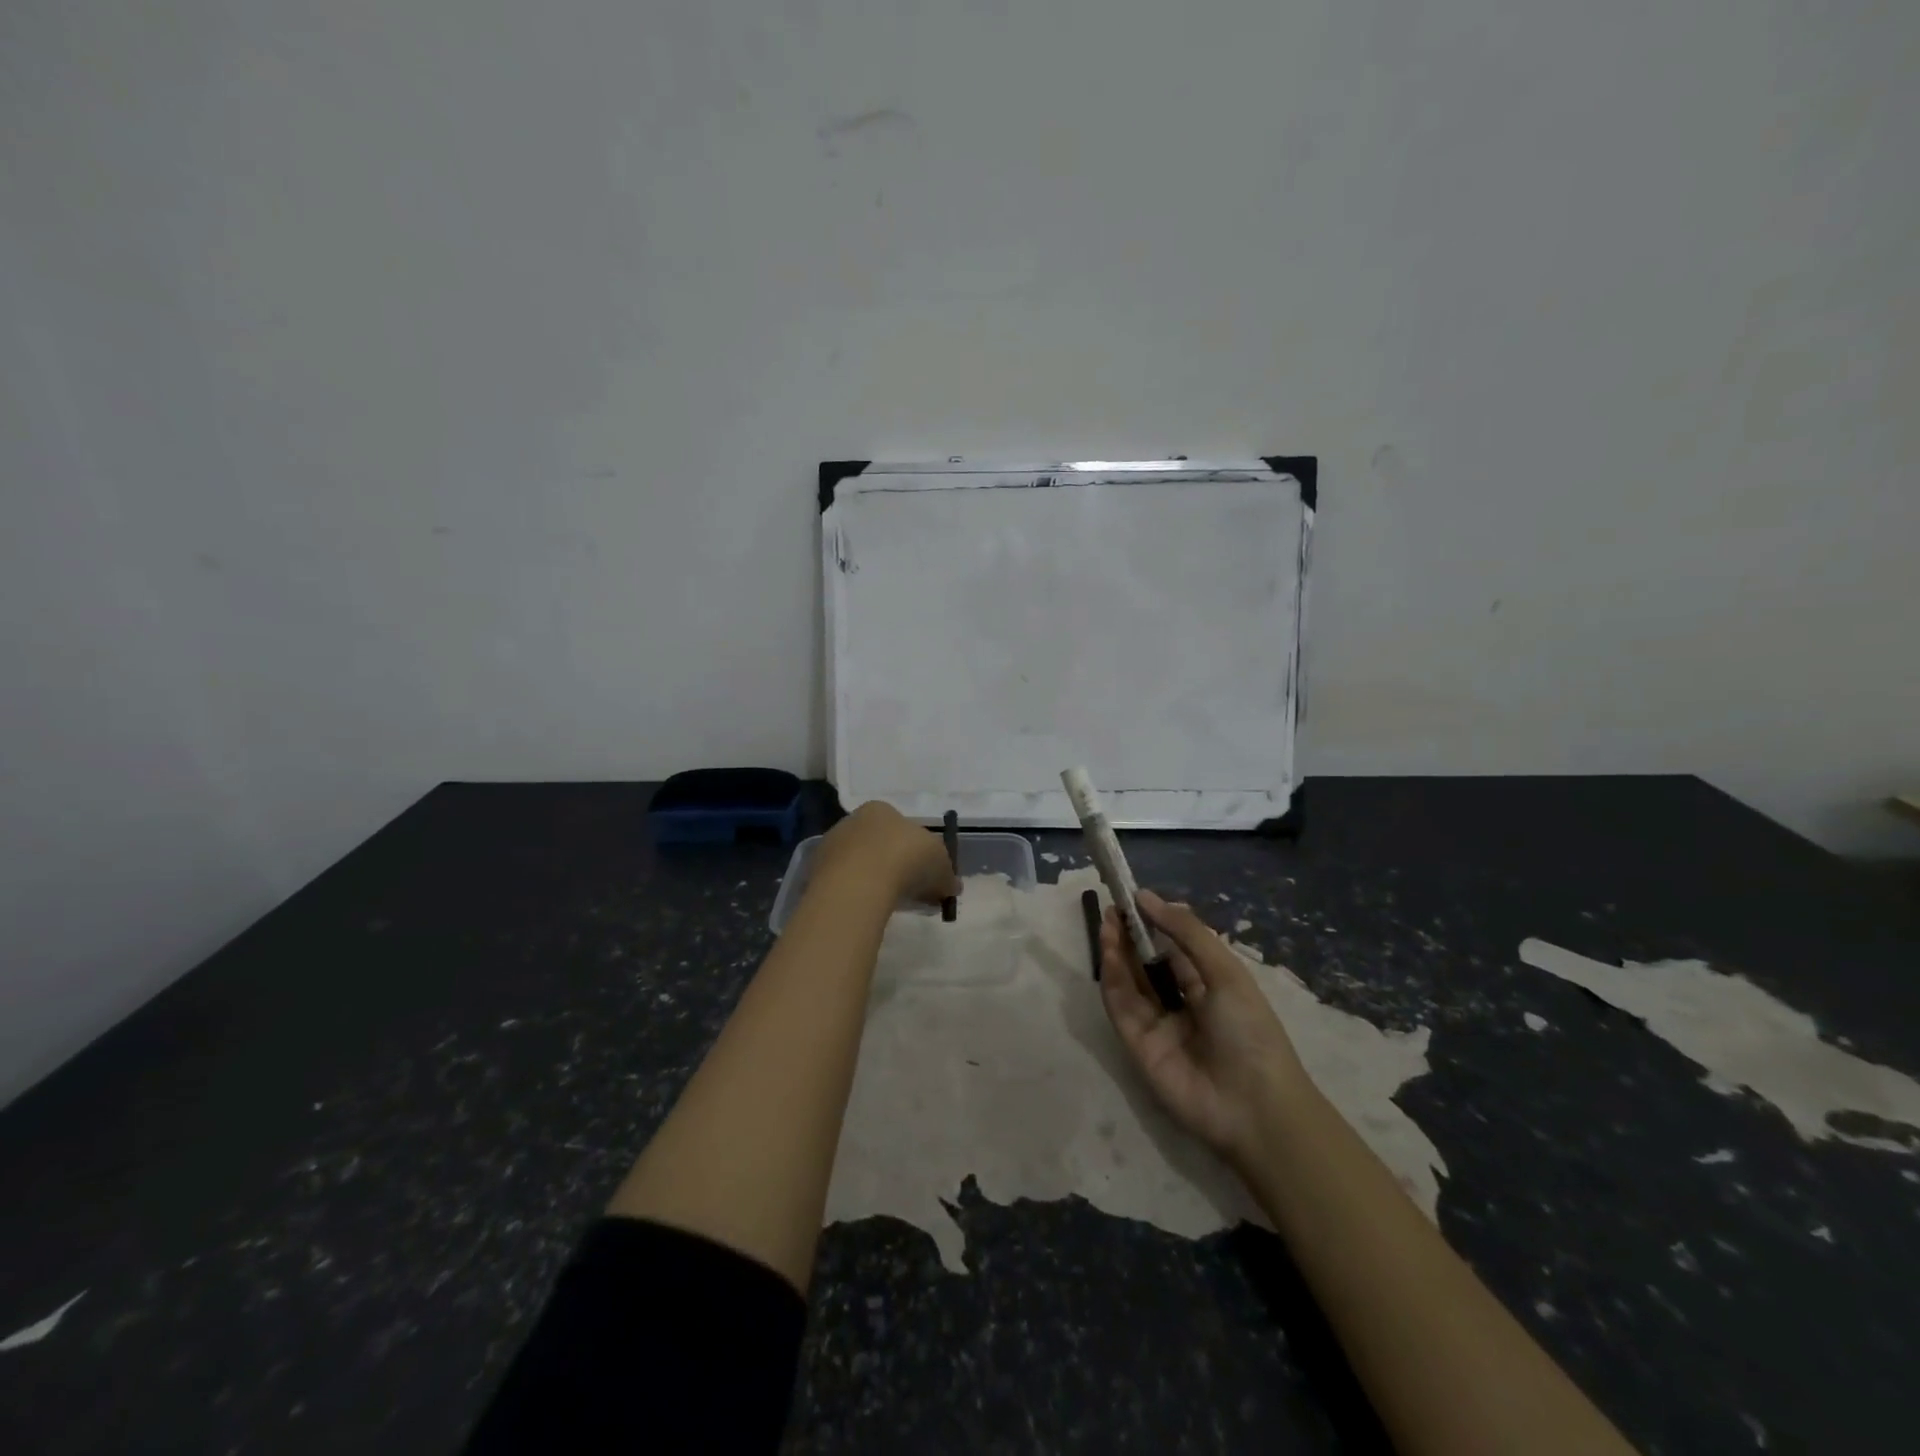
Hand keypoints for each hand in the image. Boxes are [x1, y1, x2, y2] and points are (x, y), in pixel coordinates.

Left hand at [811, 801, 959, 906]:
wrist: (859, 883)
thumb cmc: (905, 859)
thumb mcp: (940, 864)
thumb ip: (947, 874)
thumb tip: (952, 887)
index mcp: (881, 809)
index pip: (901, 826)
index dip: (916, 850)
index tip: (925, 874)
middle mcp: (852, 820)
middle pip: (878, 844)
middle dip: (894, 865)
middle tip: (909, 892)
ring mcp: (830, 846)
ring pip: (858, 863)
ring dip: (873, 880)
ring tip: (888, 904)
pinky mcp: (815, 872)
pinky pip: (844, 882)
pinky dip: (856, 894)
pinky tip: (867, 909)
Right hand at [1099, 890, 1310, 1163]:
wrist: (1254, 1107)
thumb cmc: (1250, 1031)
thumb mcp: (1225, 972)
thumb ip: (1186, 932)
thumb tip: (1147, 897)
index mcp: (1208, 987)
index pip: (1173, 949)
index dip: (1154, 924)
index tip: (1133, 898)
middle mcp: (1179, 1004)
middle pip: (1146, 964)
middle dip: (1129, 935)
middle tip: (1113, 906)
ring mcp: (1156, 1026)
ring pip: (1129, 982)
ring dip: (1116, 951)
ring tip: (1108, 920)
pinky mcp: (1137, 1045)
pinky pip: (1121, 1006)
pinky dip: (1112, 977)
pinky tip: (1109, 950)